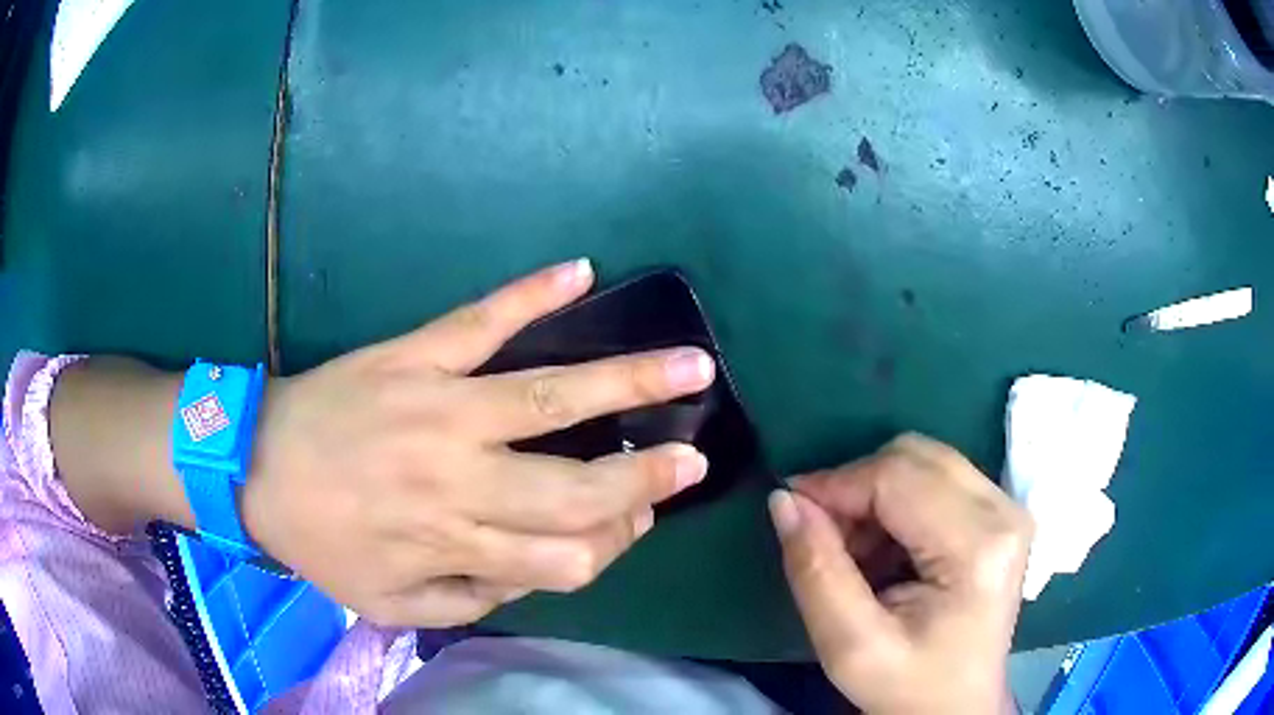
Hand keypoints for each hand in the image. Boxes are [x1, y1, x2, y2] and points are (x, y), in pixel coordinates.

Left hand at [237, 260, 715, 626]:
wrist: (255, 468)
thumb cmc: (322, 541)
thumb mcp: (393, 604)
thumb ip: (471, 600)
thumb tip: (538, 572)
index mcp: (454, 544)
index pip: (567, 555)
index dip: (614, 542)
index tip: (639, 520)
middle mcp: (460, 479)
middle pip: (576, 489)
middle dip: (646, 479)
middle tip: (693, 460)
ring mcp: (440, 406)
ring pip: (551, 397)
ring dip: (630, 381)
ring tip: (691, 366)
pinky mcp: (415, 354)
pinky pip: (481, 320)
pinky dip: (532, 293)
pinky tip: (580, 271)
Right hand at [769, 434, 1032, 713]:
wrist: (955, 708)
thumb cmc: (908, 687)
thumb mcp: (849, 646)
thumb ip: (816, 572)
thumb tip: (784, 500)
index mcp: (978, 547)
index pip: (898, 478)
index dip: (836, 484)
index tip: (790, 507)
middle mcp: (1004, 511)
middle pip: (915, 457)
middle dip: (856, 486)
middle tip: (822, 535)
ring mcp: (1007, 508)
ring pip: (924, 461)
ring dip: (875, 495)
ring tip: (854, 552)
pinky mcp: (1001, 513)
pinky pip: (937, 478)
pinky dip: (896, 503)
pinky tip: (884, 549)